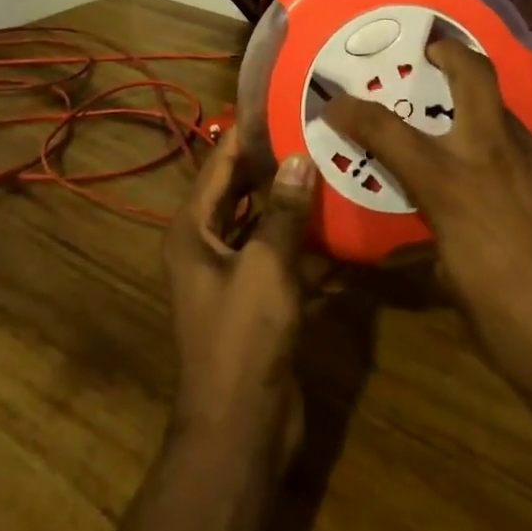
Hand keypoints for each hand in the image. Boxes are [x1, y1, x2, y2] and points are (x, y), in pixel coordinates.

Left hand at [162, 128, 317, 468]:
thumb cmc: (243, 339)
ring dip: (289, 198)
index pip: (219, 164)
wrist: (240, 429)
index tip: (281, 102)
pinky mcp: (256, 298)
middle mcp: (206, 245)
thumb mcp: (265, 266)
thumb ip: (282, 210)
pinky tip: (338, 220)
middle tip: (314, 128)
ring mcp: (231, 273)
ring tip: (330, 163)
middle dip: (272, 161)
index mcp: (193, 230)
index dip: (247, 133)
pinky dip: (301, 237)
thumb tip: (299, 157)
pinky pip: (278, 254)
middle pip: (239, 189)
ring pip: (261, 221)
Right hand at [322, 41, 531, 431]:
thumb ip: (442, 231)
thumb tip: (442, 218)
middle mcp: (499, 158)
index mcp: (454, 187)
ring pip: (511, 124)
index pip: (388, 132)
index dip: (354, 113)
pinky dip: (525, 175)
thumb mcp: (455, 281)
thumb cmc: (513, 333)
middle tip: (436, 53)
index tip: (337, 104)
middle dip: (451, 54)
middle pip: (475, 77)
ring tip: (487, 165)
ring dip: (489, 130)